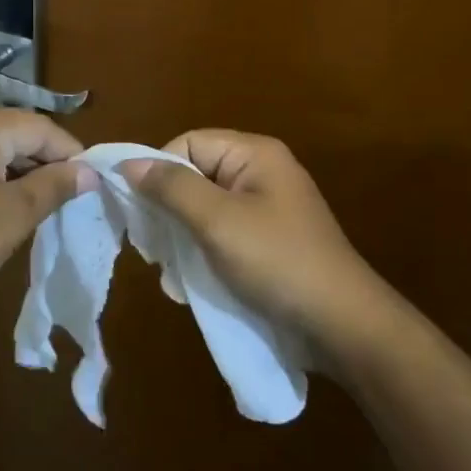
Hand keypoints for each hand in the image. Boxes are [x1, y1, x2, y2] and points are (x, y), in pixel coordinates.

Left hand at [0, 108, 94, 313]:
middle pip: (14, 132)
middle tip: (71, 196)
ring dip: (19, 171)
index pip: (39, 127)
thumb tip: (88, 172)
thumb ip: (54, 186)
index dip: (70, 153)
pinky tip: (4, 205)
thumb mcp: (14, 215)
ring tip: (43, 204)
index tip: (93, 182)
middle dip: (45, 161)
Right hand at [122, 130, 381, 351]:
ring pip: (203, 209)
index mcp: (254, 154)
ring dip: (182, 238)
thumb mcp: (217, 222)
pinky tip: (192, 283)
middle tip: (154, 246)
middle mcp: (260, 173)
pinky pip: (221, 234)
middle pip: (194, 175)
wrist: (342, 327)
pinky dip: (203, 254)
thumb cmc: (277, 262)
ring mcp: (266, 209)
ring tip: (173, 272)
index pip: (187, 143)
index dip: (159, 170)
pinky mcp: (267, 242)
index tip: (142, 210)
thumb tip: (127, 163)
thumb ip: (171, 188)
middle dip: (168, 210)